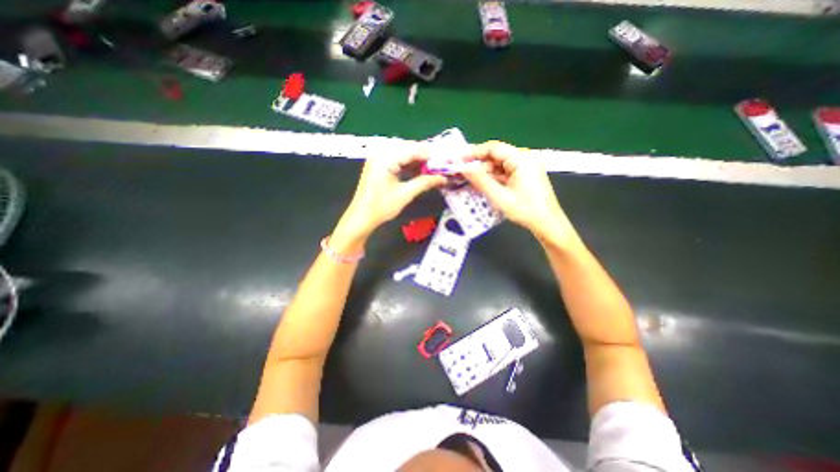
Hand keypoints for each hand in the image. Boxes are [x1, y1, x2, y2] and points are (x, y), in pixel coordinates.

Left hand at [338, 152, 448, 238]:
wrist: (362, 217)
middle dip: (424, 156)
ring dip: (417, 159)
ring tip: (431, 169)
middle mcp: (380, 154)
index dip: (429, 154)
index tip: (444, 161)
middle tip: (439, 165)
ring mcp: (378, 158)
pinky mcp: (379, 165)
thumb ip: (424, 183)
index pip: (411, 149)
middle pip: (407, 147)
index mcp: (385, 159)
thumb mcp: (405, 195)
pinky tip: (418, 171)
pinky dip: (408, 164)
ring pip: (403, 152)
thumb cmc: (381, 207)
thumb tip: (443, 178)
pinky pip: (397, 158)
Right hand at [459, 139, 577, 245]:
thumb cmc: (525, 210)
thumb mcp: (500, 196)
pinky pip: (505, 171)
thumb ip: (481, 180)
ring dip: (486, 172)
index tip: (459, 160)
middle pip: (497, 155)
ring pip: (500, 164)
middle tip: (464, 174)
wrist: (547, 223)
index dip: (475, 152)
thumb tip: (464, 168)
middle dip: (480, 165)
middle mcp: (525, 158)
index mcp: (522, 159)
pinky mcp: (525, 174)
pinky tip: (485, 185)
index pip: (494, 148)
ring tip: (473, 183)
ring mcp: (526, 166)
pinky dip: (494, 177)